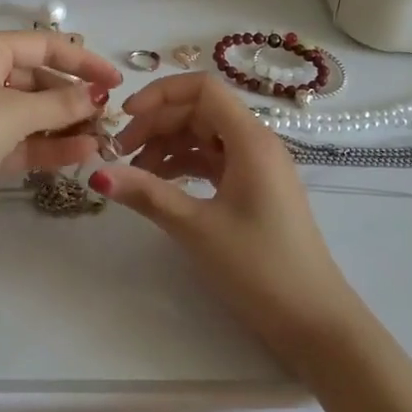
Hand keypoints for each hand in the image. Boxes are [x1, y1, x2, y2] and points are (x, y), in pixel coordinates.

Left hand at [0, 32, 122, 239]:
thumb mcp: (16, 110)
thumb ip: (61, 103)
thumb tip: (97, 96)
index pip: (46, 46)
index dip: (83, 61)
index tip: (115, 80)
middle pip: (41, 81)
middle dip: (75, 98)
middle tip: (109, 116)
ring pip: (35, 113)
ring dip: (67, 124)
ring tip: (104, 138)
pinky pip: (25, 141)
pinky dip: (51, 146)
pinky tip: (84, 153)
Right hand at [95, 73, 361, 370]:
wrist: (315, 322)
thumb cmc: (259, 268)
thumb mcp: (196, 228)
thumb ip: (147, 194)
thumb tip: (96, 172)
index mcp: (250, 139)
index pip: (202, 88)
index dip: (160, 94)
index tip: (125, 117)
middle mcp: (256, 142)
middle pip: (199, 110)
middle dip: (157, 124)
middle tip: (120, 154)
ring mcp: (257, 166)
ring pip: (204, 136)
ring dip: (167, 146)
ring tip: (135, 175)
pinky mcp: (254, 189)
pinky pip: (213, 160)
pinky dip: (184, 166)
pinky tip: (160, 186)